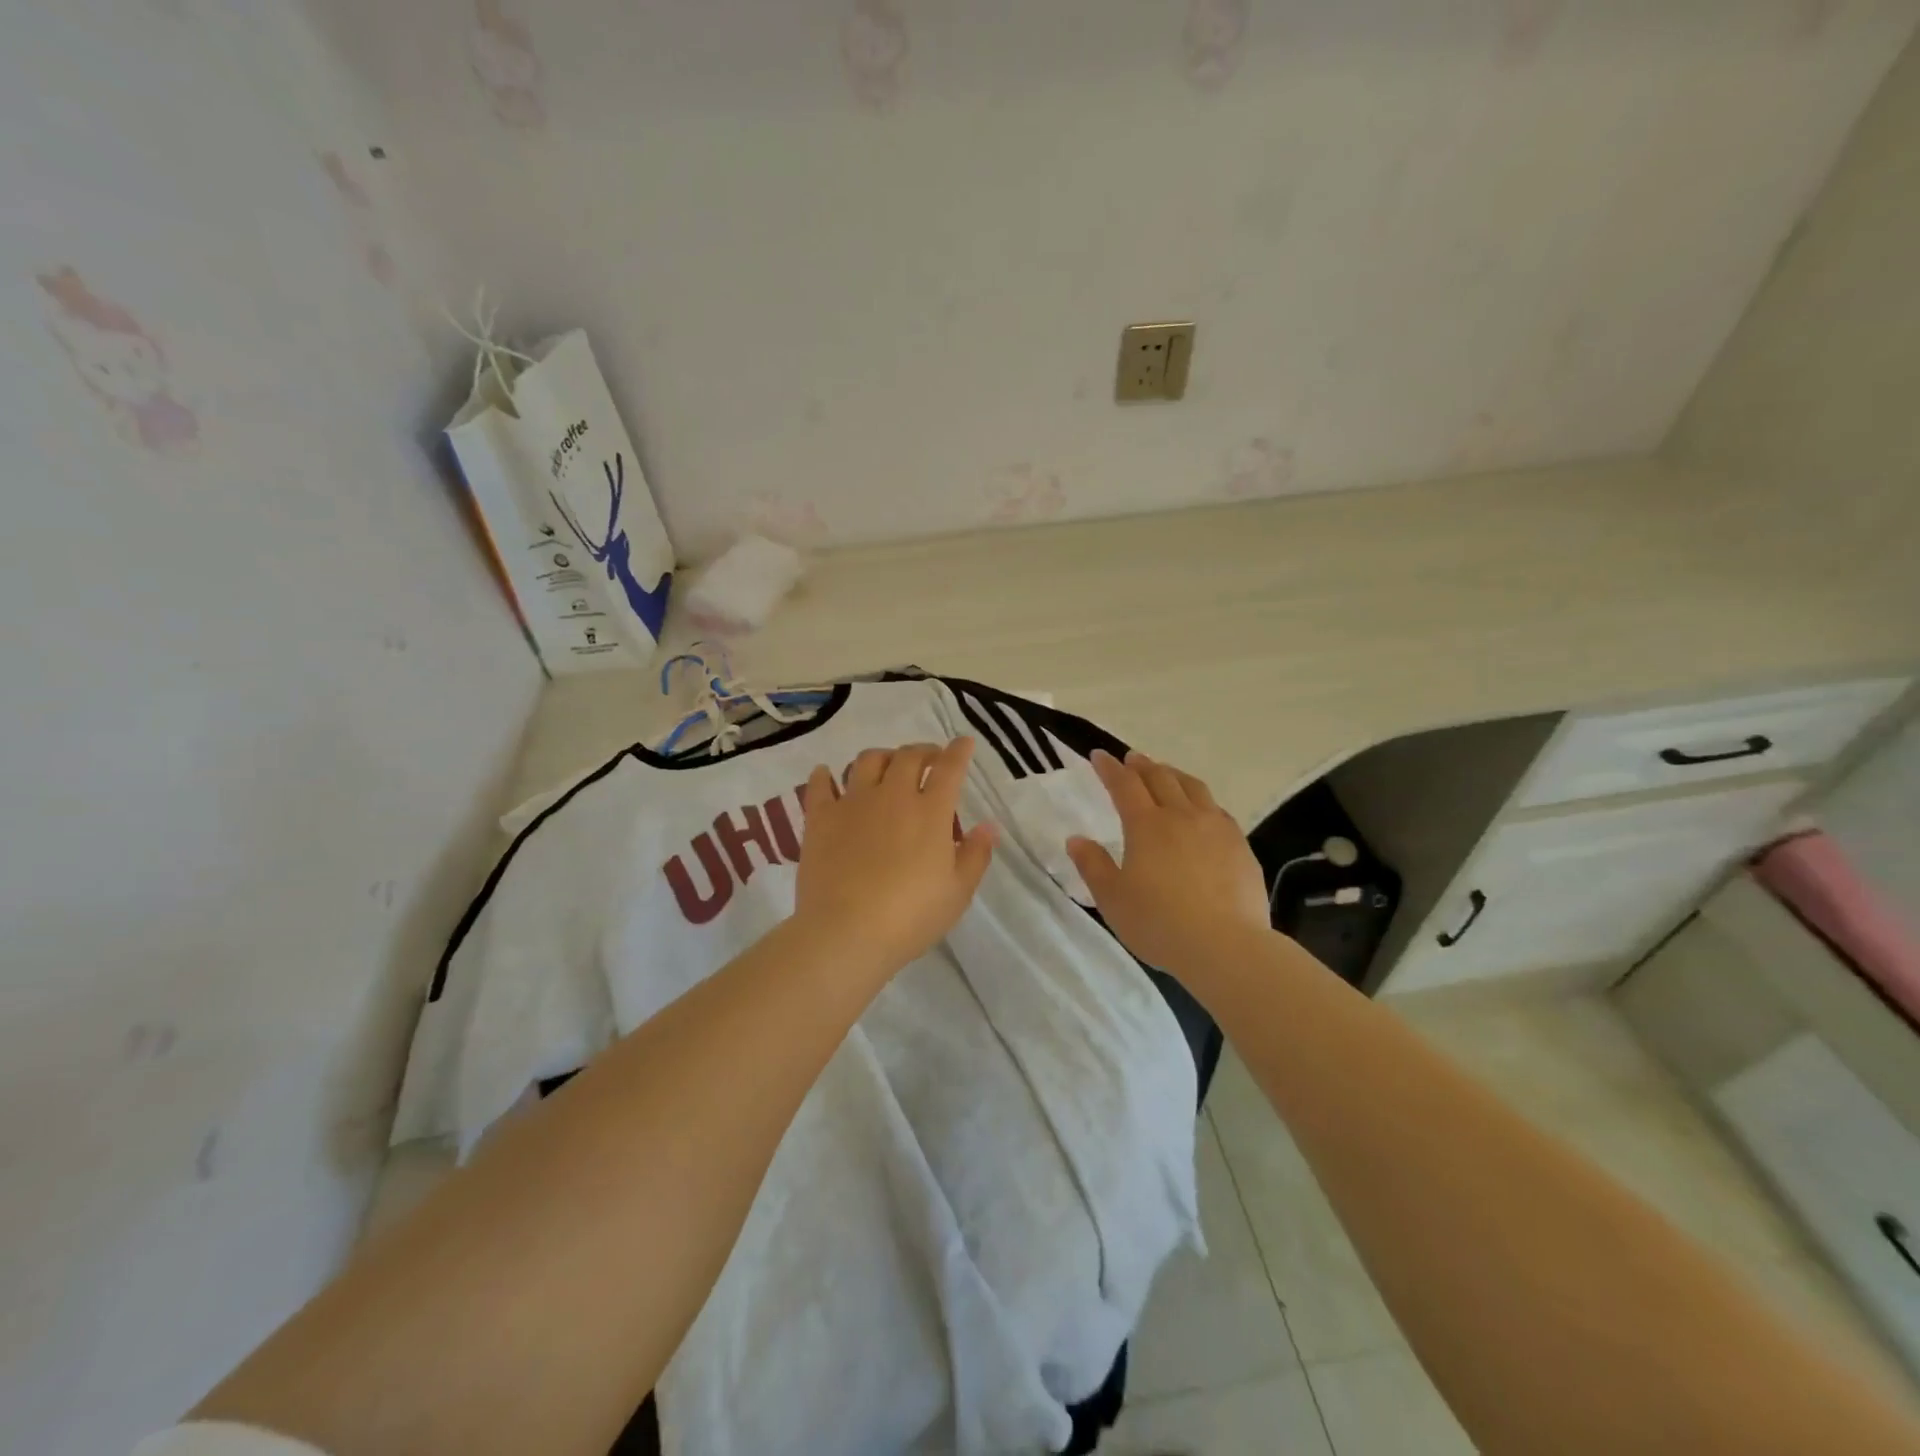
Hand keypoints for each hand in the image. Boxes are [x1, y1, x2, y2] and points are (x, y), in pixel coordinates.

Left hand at [794, 738, 998, 973]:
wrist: (846, 932)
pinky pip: (820, 785)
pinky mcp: (820, 818)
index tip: (963, 742)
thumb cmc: (910, 917)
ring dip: (881, 757)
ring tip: (885, 765)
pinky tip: (825, 774)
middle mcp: (892, 796)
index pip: (949, 769)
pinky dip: (824, 776)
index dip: (958, 751)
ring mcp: (853, 803)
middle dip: (922, 751)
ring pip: (867, 761)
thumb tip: (989, 825)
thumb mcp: (957, 892)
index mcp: (929, 812)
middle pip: (907, 756)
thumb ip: (975, 854)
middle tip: (928, 759)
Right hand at [1067, 750, 1272, 981]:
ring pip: (1194, 788)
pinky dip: (1202, 800)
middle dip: (1142, 765)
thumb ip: (1092, 865)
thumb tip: (1076, 840)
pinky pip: (1218, 810)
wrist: (1225, 946)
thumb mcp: (1113, 899)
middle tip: (1131, 759)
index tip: (1099, 756)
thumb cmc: (1159, 923)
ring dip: (1174, 775)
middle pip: (1161, 778)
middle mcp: (1182, 816)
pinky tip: (1202, 811)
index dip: (1110, 768)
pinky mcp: (1240, 846)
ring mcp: (1216, 828)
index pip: (1124, 785)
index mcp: (1147, 826)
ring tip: (1166, 773)